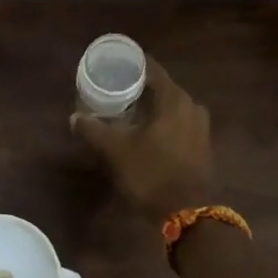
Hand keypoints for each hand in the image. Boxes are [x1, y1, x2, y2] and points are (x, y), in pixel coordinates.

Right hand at [70, 56, 214, 219]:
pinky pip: (179, 123)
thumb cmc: (152, 173)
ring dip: (152, 106)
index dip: (133, 65)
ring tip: (128, 110)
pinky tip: (146, 131)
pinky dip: (162, 122)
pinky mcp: (202, 145)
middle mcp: (192, 106)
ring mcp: (200, 127)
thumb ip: (94, 130)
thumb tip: (75, 117)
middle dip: (140, 87)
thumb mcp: (116, 151)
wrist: (188, 213)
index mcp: (174, 99)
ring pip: (171, 107)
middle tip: (115, 89)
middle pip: (162, 87)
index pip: (152, 69)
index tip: (114, 65)